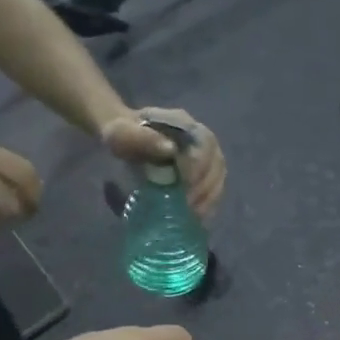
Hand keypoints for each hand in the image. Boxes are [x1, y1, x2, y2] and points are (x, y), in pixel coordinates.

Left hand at [101, 107, 226, 217]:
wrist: (126, 143)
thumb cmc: (122, 138)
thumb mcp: (121, 135)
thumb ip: (141, 138)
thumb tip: (171, 150)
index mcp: (183, 124)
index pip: (204, 142)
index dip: (199, 165)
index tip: (184, 184)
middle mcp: (201, 139)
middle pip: (217, 162)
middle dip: (205, 186)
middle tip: (187, 205)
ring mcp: (207, 157)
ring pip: (219, 177)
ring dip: (209, 198)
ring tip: (192, 213)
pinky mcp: (205, 175)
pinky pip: (215, 189)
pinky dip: (209, 204)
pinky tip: (197, 216)